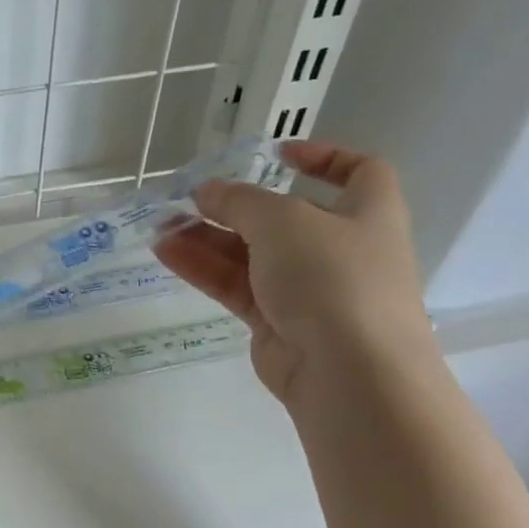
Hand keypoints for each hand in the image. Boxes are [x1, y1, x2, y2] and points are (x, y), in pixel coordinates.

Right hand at [152, 141, 434, 406]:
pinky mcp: (276, 324)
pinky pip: (236, 287)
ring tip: (161, 227)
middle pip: (283, 219)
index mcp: (367, 213)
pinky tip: (166, 253)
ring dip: (207, 238)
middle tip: (187, 200)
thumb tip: (207, 191)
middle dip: (235, 207)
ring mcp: (307, 289)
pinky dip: (204, 269)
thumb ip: (241, 201)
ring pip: (251, 255)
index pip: (359, 173)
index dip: (323, 158)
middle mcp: (340, 249)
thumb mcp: (285, 221)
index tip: (277, 155)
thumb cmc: (333, 278)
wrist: (348, 372)